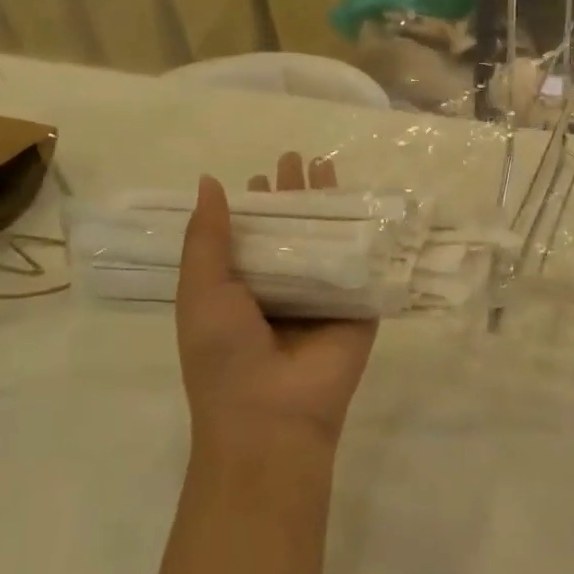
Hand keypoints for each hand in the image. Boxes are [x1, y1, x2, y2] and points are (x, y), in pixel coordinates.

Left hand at [176, 152, 376, 449]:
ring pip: (329, 240)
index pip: (251, 237)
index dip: (255, 205)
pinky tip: (372, 203)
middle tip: (297, 158)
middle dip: (295, 196)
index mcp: (242, 290)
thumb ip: (206, 238)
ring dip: (330, 206)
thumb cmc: (224, 354)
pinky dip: (368, 233)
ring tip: (328, 165)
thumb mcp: (201, 292)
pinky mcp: (359, 305)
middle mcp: (284, 289)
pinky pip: (364, 263)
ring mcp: (324, 297)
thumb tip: (209, 182)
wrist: (273, 415)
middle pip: (293, 231)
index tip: (262, 175)